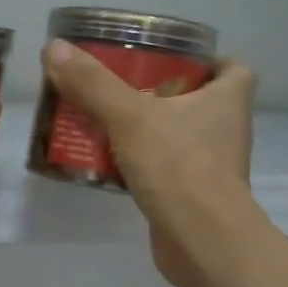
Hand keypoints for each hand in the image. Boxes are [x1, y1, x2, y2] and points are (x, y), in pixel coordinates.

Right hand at [40, 38, 256, 286]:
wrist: (200, 239)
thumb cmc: (178, 166)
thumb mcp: (128, 116)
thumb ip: (92, 84)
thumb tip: (53, 48)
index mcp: (227, 100)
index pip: (233, 68)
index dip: (209, 61)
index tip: (172, 59)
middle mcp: (227, 130)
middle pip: (200, 101)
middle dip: (164, 93)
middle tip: (123, 87)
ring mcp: (212, 167)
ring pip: (180, 137)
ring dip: (150, 130)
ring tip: (107, 122)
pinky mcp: (192, 196)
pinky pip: (166, 170)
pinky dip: (143, 165)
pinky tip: (109, 164)